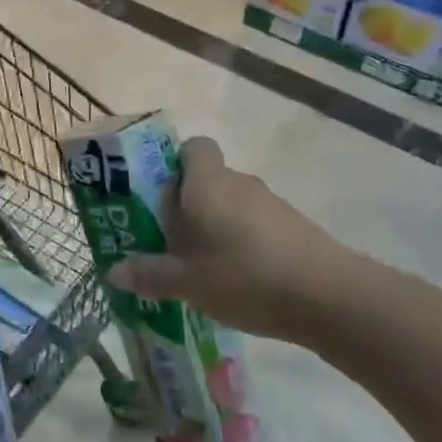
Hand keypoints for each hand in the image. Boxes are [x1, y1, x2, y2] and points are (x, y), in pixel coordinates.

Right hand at [107, 136, 353, 346]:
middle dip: (186, 205)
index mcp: (206, 183)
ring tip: (200, 266)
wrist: (327, 295)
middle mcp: (238, 183)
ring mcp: (269, 202)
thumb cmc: (244, 276)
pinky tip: (236, 277)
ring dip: (214, 225)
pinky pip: (253, 223)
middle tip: (168, 240)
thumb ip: (149, 274)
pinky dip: (240, 240)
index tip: (160, 196)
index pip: (193, 147)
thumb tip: (114, 271)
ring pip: (230, 203)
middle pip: (206, 179)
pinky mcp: (292, 225)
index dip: (174, 163)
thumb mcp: (187, 282)